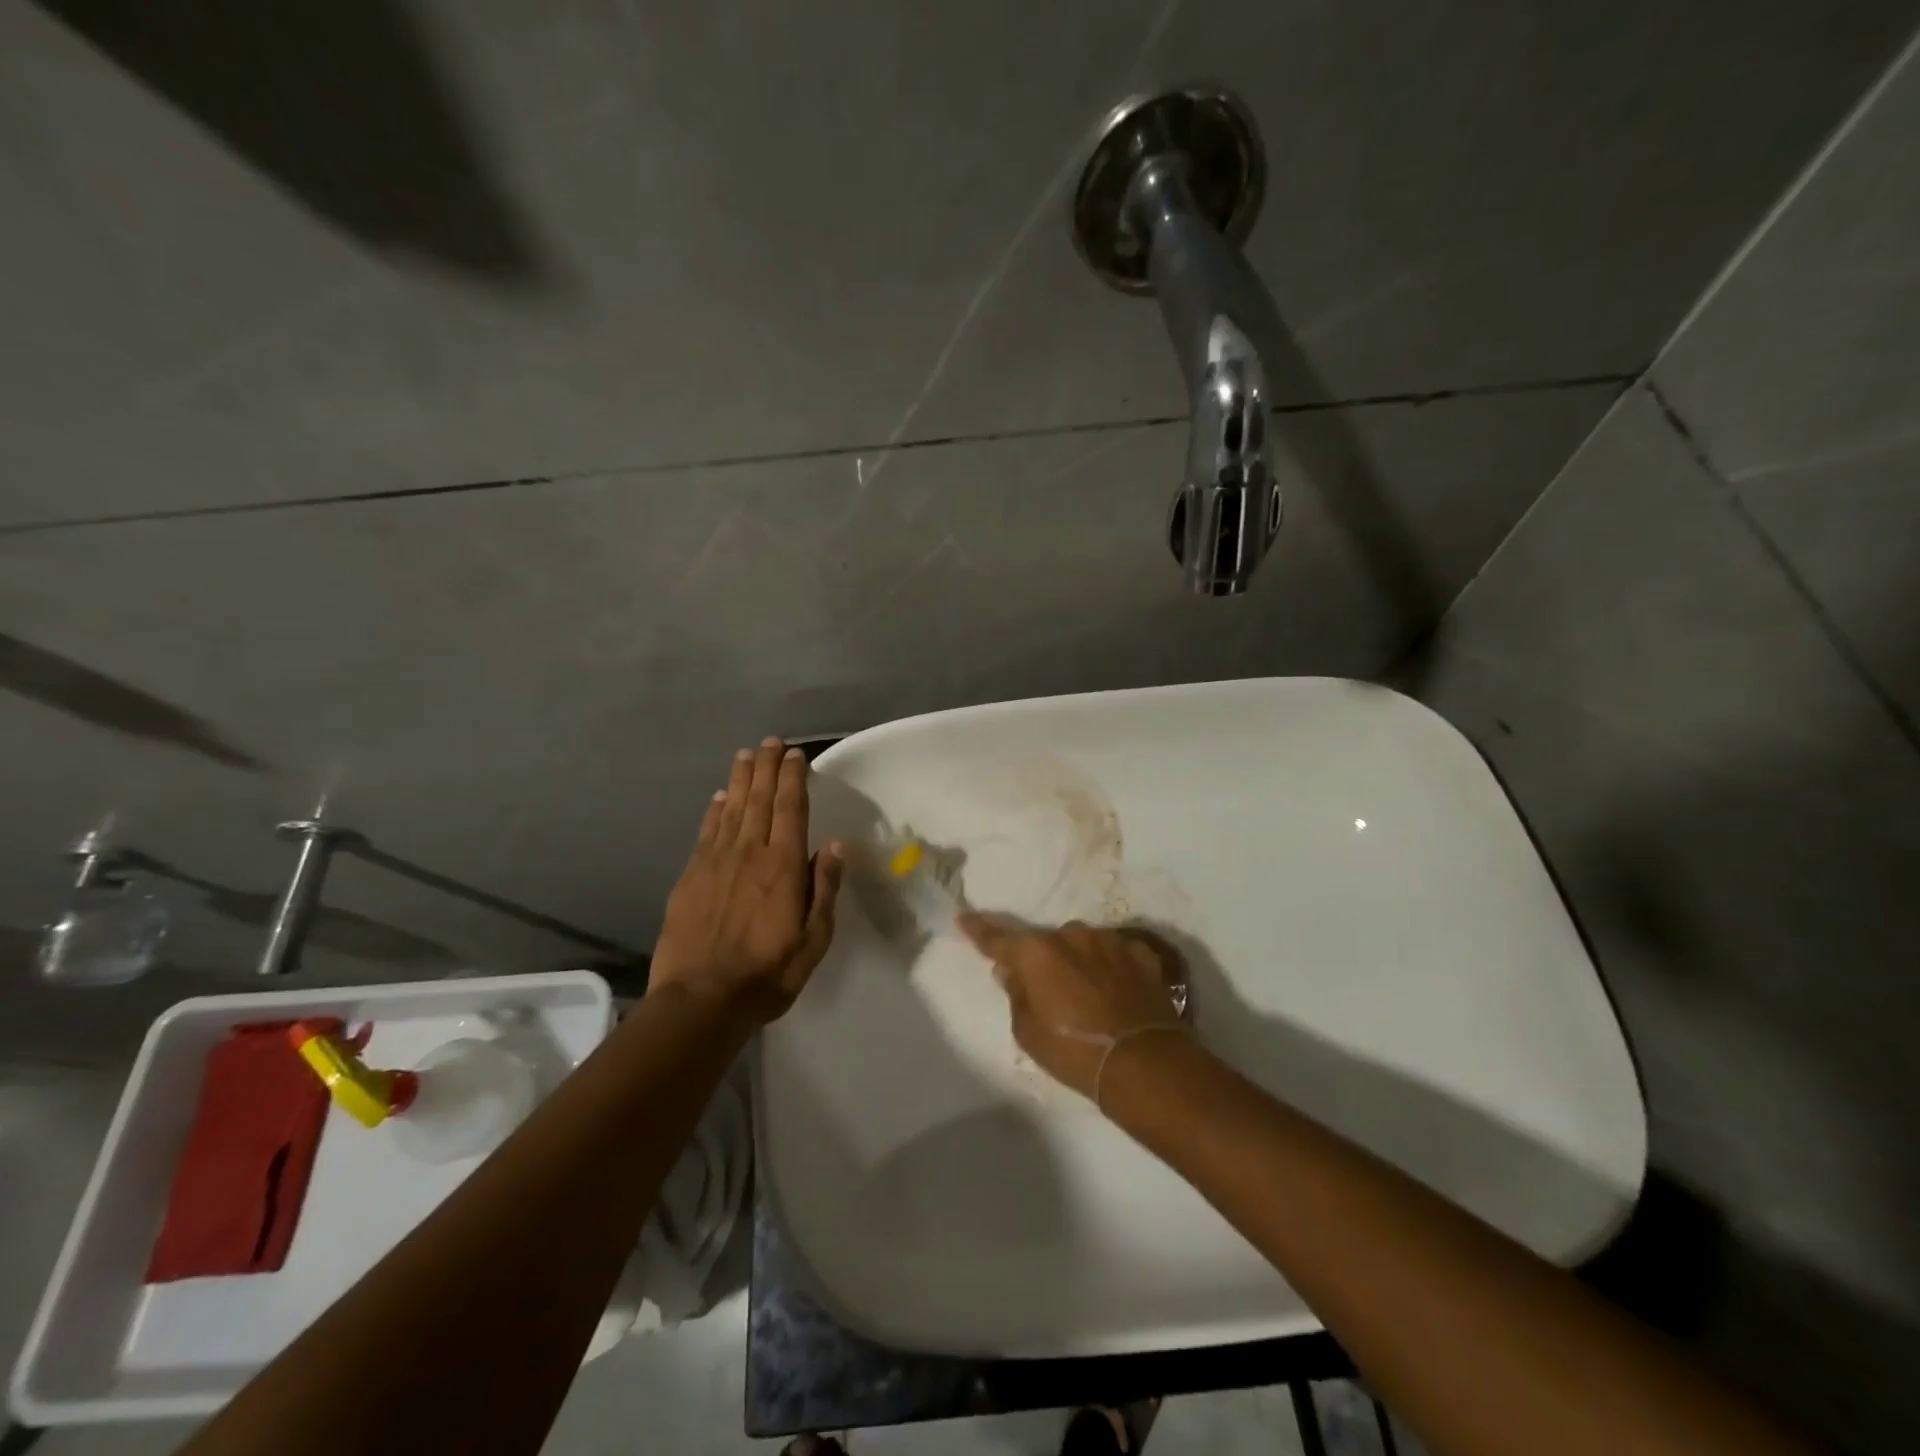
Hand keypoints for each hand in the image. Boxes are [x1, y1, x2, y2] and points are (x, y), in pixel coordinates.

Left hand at [651, 738, 843, 1025]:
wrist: (700, 1000)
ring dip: (740, 779)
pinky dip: (714, 810)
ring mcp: (715, 862)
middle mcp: (749, 853)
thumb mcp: (813, 941)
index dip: (793, 778)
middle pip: (759, 799)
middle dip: (766, 767)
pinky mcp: (690, 876)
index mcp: (783, 867)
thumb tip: (834, 846)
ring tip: (746, 755)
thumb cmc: (767, 974)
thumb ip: (823, 890)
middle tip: (771, 742)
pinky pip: (706, 832)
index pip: (790, 809)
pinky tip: (718, 798)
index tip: (796, 755)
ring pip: (730, 809)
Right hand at [957, 914, 1186, 1100]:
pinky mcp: (1141, 953)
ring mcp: (1109, 941)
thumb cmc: (1075, 1053)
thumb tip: (1010, 971)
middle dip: (1044, 960)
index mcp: (1037, 953)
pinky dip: (1111, 967)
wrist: (1144, 1064)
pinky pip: (1115, 954)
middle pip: (1047, 943)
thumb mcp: (1028, 1033)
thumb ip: (1016, 994)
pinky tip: (1117, 991)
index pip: (998, 938)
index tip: (963, 918)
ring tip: (1088, 996)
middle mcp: (1072, 935)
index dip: (979, 929)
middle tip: (1048, 991)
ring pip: (1083, 944)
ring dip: (1079, 962)